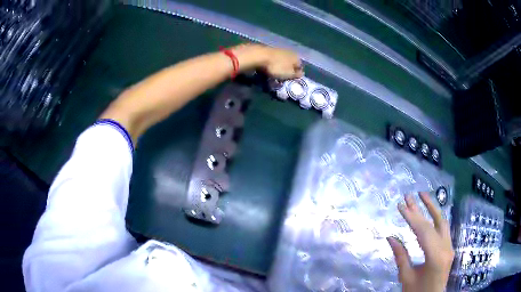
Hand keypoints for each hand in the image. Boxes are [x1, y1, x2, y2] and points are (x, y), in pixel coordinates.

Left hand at [233, 44, 302, 78]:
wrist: (259, 56)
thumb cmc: (277, 66)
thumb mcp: (288, 74)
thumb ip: (296, 74)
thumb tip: (302, 74)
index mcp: (296, 57)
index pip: (300, 66)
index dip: (297, 73)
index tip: (292, 79)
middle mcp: (289, 52)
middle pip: (291, 62)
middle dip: (289, 69)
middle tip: (284, 77)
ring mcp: (279, 49)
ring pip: (283, 60)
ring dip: (281, 66)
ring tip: (276, 73)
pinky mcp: (269, 50)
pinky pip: (274, 59)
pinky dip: (273, 63)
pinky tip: (269, 68)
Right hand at [387, 192, 454, 291]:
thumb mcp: (406, 277)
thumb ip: (400, 257)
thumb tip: (390, 238)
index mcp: (435, 256)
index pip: (423, 231)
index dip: (411, 217)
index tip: (400, 205)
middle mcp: (446, 248)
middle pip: (434, 223)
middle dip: (421, 208)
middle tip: (409, 195)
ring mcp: (449, 247)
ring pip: (442, 222)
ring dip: (433, 208)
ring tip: (422, 196)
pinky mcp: (449, 249)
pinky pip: (444, 230)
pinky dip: (436, 219)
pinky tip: (430, 214)